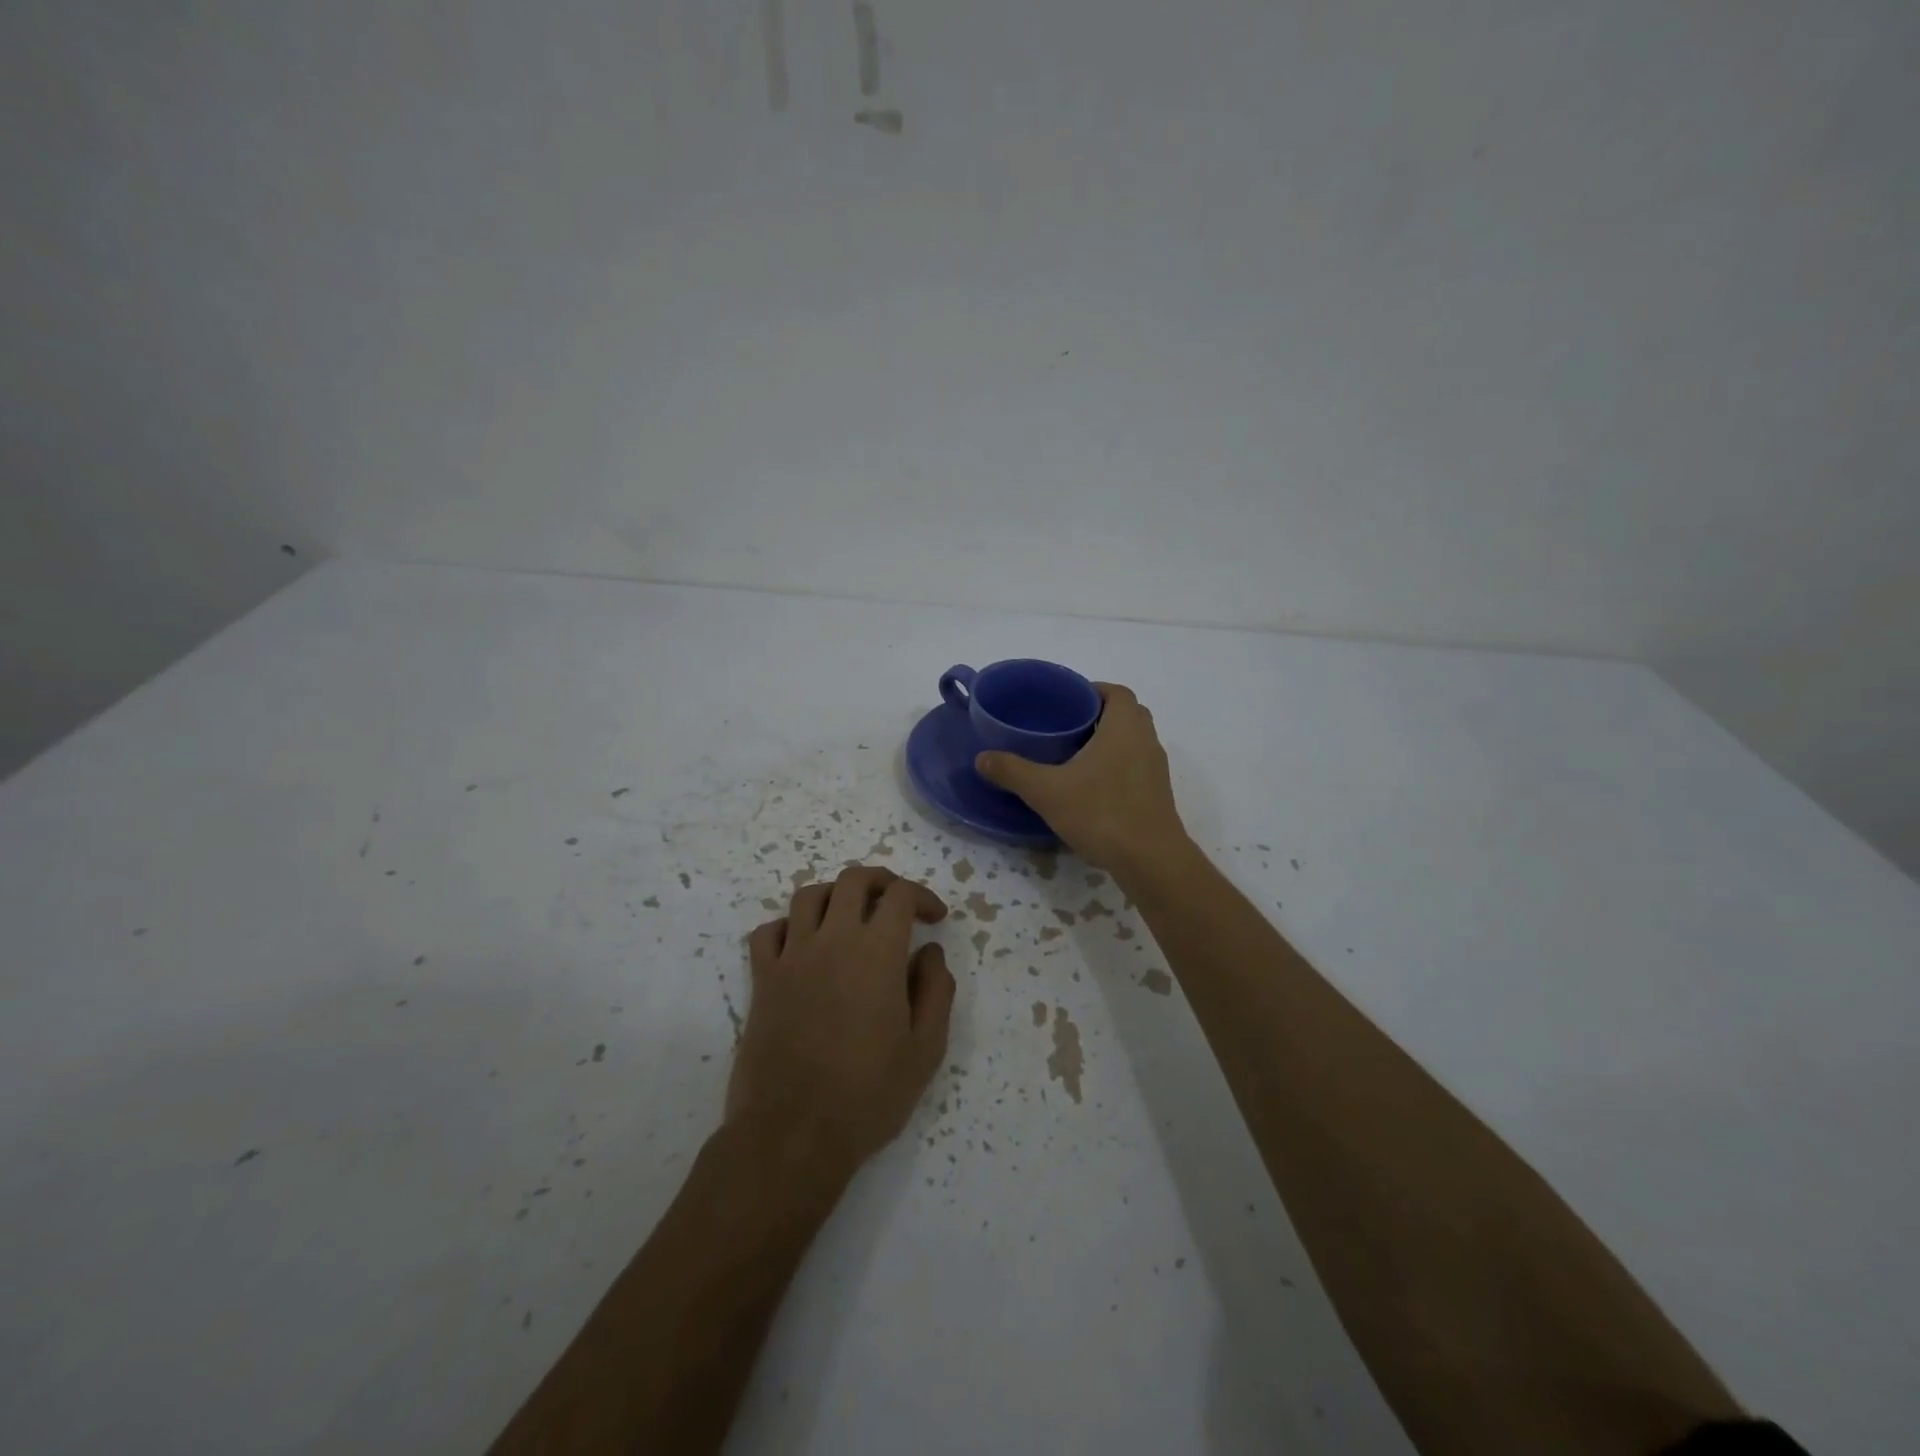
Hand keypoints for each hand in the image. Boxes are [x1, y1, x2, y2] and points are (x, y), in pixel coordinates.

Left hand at [728, 866, 955, 1171]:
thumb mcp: (925, 1049)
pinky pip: (768, 931)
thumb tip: (929, 953)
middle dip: (881, 881)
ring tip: (850, 916)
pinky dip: (788, 926)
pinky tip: (802, 944)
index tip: (935, 919)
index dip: (922, 896)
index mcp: (877, 952)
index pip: (900, 895)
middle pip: (853, 880)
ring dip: (835, 895)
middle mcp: (832, 939)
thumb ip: (936, 991)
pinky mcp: (762, 979)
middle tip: (897, 902)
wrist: (793, 1133)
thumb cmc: (868, 1093)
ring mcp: (791, 956)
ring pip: (808, 895)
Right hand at [974, 682, 1187, 872]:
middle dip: (1099, 715)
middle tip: (1066, 727)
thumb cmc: (1101, 813)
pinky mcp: (1158, 794)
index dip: (1093, 690)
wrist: (1150, 860)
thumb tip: (981, 758)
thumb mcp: (1047, 791)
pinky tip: (1092, 786)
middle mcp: (1146, 741)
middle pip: (1127, 714)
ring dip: (1110, 741)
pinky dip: (1117, 765)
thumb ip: (1013, 771)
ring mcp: (1156, 769)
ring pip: (1134, 741)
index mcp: (1124, 728)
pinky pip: (1137, 766)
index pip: (1117, 692)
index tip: (1067, 701)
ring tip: (1075, 755)